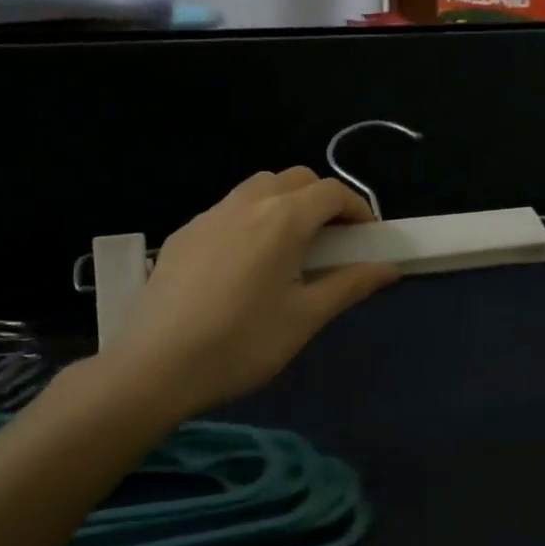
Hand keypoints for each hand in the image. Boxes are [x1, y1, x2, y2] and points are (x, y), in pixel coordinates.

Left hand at [108, 169, 399, 417]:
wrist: (155, 367)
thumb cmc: (242, 344)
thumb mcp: (305, 318)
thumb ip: (351, 285)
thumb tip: (389, 268)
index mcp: (284, 219)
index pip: (332, 191)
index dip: (358, 208)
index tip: (368, 237)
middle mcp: (247, 203)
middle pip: (296, 179)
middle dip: (322, 199)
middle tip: (333, 240)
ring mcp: (209, 215)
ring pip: (258, 187)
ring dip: (285, 202)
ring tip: (289, 247)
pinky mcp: (183, 233)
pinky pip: (228, 209)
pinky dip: (251, 218)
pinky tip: (244, 263)